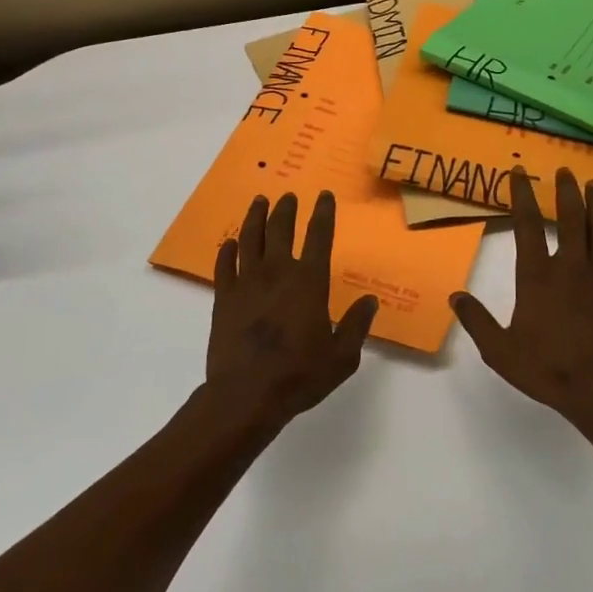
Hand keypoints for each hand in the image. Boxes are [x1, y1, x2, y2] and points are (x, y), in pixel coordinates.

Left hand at [207, 190, 376, 422]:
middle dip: (286, 209)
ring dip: (256, 218)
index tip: (323, 196)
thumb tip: (370, 301)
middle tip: (288, 196)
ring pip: (250, 239)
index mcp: (309, 283)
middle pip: (280, 230)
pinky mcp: (223, 298)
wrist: (246, 395)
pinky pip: (224, 265)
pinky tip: (230, 243)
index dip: (323, 213)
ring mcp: (246, 283)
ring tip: (259, 202)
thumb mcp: (342, 357)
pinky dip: (227, 250)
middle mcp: (277, 273)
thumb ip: (357, 325)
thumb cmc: (300, 376)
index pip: (318, 237)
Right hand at [452, 168, 592, 425]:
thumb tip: (455, 296)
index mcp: (538, 276)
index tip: (519, 173)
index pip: (527, 225)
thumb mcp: (499, 349)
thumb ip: (477, 320)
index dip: (522, 196)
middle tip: (565, 170)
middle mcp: (571, 267)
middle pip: (571, 218)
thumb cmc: (546, 368)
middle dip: (566, 190)